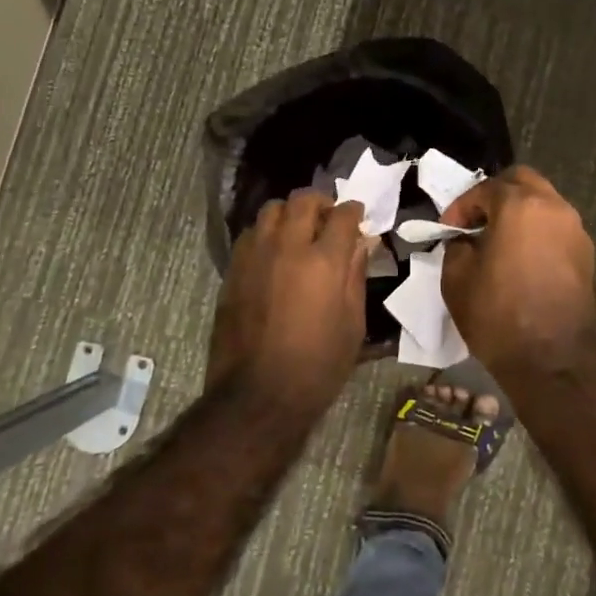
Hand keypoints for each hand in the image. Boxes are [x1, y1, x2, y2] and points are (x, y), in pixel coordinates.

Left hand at [209, 192, 369, 410]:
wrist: (258, 395)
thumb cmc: (318, 365)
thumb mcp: (352, 324)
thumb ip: (356, 275)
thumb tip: (362, 242)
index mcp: (324, 262)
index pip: (342, 216)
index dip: (354, 211)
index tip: (358, 216)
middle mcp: (288, 248)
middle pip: (303, 201)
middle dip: (321, 202)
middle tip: (329, 218)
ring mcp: (255, 256)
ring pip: (272, 210)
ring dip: (290, 213)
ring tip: (299, 231)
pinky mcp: (234, 270)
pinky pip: (251, 234)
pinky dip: (267, 232)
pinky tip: (275, 252)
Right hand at [441, 167, 595, 362]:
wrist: (553, 360)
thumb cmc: (499, 315)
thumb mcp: (457, 279)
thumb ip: (458, 247)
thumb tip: (467, 240)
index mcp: (520, 205)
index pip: (485, 188)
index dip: (462, 206)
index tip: (448, 228)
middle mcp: (553, 208)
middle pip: (522, 181)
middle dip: (496, 195)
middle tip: (476, 221)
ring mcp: (575, 230)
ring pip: (544, 203)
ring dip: (520, 212)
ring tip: (497, 240)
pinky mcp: (587, 254)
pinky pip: (556, 228)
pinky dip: (537, 232)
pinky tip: (520, 258)